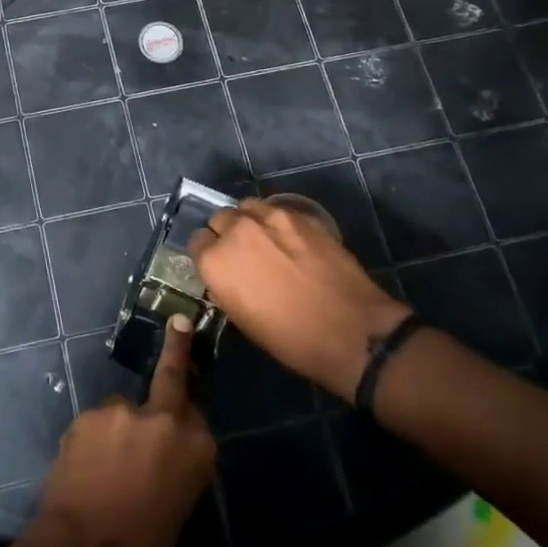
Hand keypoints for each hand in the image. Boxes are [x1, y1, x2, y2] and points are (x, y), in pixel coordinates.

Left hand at [31, 316, 216, 546]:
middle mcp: (166, 418)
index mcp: (199, 447)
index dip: (187, 397)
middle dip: (176, 346)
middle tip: (178, 323)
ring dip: (117, 430)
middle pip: (170, 379)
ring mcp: (124, 411)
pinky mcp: (89, 415)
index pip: (197, 406)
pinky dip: (93, 440)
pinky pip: (96, 425)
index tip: (184, 351)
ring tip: (104, 468)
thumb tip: (164, 447)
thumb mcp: (179, 502)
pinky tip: (86, 468)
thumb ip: (176, 460)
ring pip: (122, 411)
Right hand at [190, 199, 410, 401]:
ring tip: (265, 241)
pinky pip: (277, 209)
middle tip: (243, 254)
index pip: (196, 241)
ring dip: (249, 221)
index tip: (219, 266)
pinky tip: (290, 240)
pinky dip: (276, 221)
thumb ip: (225, 286)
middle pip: (220, 218)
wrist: (351, 331)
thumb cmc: (290, 339)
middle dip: (226, 233)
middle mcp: (236, 230)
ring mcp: (271, 217)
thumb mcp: (243, 319)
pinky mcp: (301, 215)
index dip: (207, 254)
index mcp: (215, 260)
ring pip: (247, 207)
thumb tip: (226, 275)